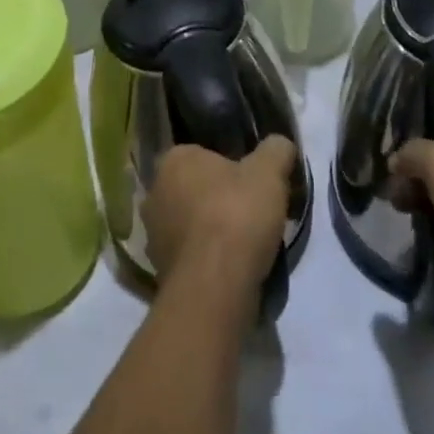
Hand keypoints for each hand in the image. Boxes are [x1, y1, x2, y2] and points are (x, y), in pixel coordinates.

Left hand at [142, 136, 295, 299]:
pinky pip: (191, 255)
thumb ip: (276, 150)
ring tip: (248, 243)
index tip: (254, 182)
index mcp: (174, 160)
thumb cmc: (237, 215)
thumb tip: (280, 145)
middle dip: (220, 198)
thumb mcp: (270, 171)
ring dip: (213, 231)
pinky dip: (208, 259)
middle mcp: (155, 192)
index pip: (204, 154)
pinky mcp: (159, 271)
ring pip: (192, 223)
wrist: (215, 288)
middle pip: (196, 189)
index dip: (232, 166)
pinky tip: (233, 268)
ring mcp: (153, 235)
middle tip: (253, 211)